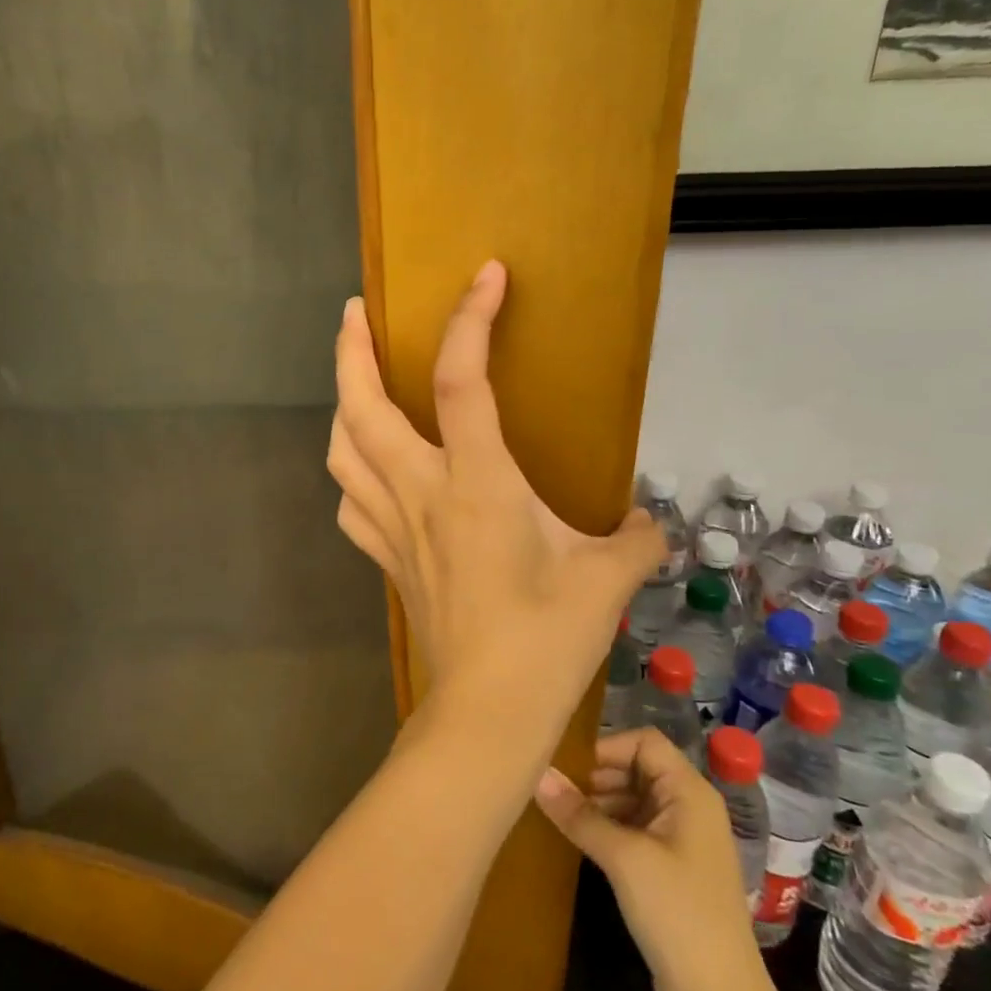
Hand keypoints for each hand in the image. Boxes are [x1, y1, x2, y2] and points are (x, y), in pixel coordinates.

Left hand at [327, 260, 663, 751]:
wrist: (487, 714)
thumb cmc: (546, 642)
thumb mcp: (608, 580)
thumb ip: (636, 538)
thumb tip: (649, 522)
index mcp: (476, 483)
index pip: (460, 382)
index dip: (470, 321)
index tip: (486, 276)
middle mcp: (420, 493)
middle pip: (361, 407)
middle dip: (351, 351)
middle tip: (356, 313)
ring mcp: (394, 527)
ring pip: (341, 452)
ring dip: (340, 406)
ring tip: (354, 384)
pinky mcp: (387, 559)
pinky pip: (352, 503)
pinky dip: (351, 473)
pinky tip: (367, 471)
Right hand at [535, 729, 760, 990]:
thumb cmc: (677, 914)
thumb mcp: (623, 858)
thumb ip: (579, 814)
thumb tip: (537, 774)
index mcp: (689, 792)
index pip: (645, 742)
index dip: (607, 748)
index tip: (568, 768)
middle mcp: (689, 808)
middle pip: (637, 769)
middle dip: (596, 776)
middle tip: (555, 792)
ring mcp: (682, 841)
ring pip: (633, 800)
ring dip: (598, 803)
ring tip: (559, 815)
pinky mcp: (672, 871)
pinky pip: (635, 831)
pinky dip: (608, 828)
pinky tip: (578, 841)